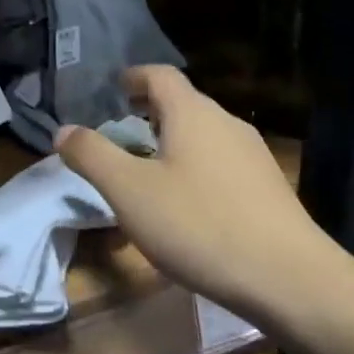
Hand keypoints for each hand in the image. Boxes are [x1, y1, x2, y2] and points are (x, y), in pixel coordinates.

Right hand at [53, 66, 338, 316]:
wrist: (290, 279)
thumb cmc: (199, 225)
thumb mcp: (129, 192)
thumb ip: (92, 156)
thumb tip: (63, 130)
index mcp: (192, 114)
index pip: (160, 75)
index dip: (133, 78)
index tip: (113, 90)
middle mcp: (226, 123)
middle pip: (183, 103)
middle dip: (150, 111)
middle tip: (122, 131)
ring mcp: (253, 155)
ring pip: (204, 134)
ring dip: (173, 140)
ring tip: (149, 168)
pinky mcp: (268, 187)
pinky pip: (221, 161)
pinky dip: (196, 166)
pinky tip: (188, 202)